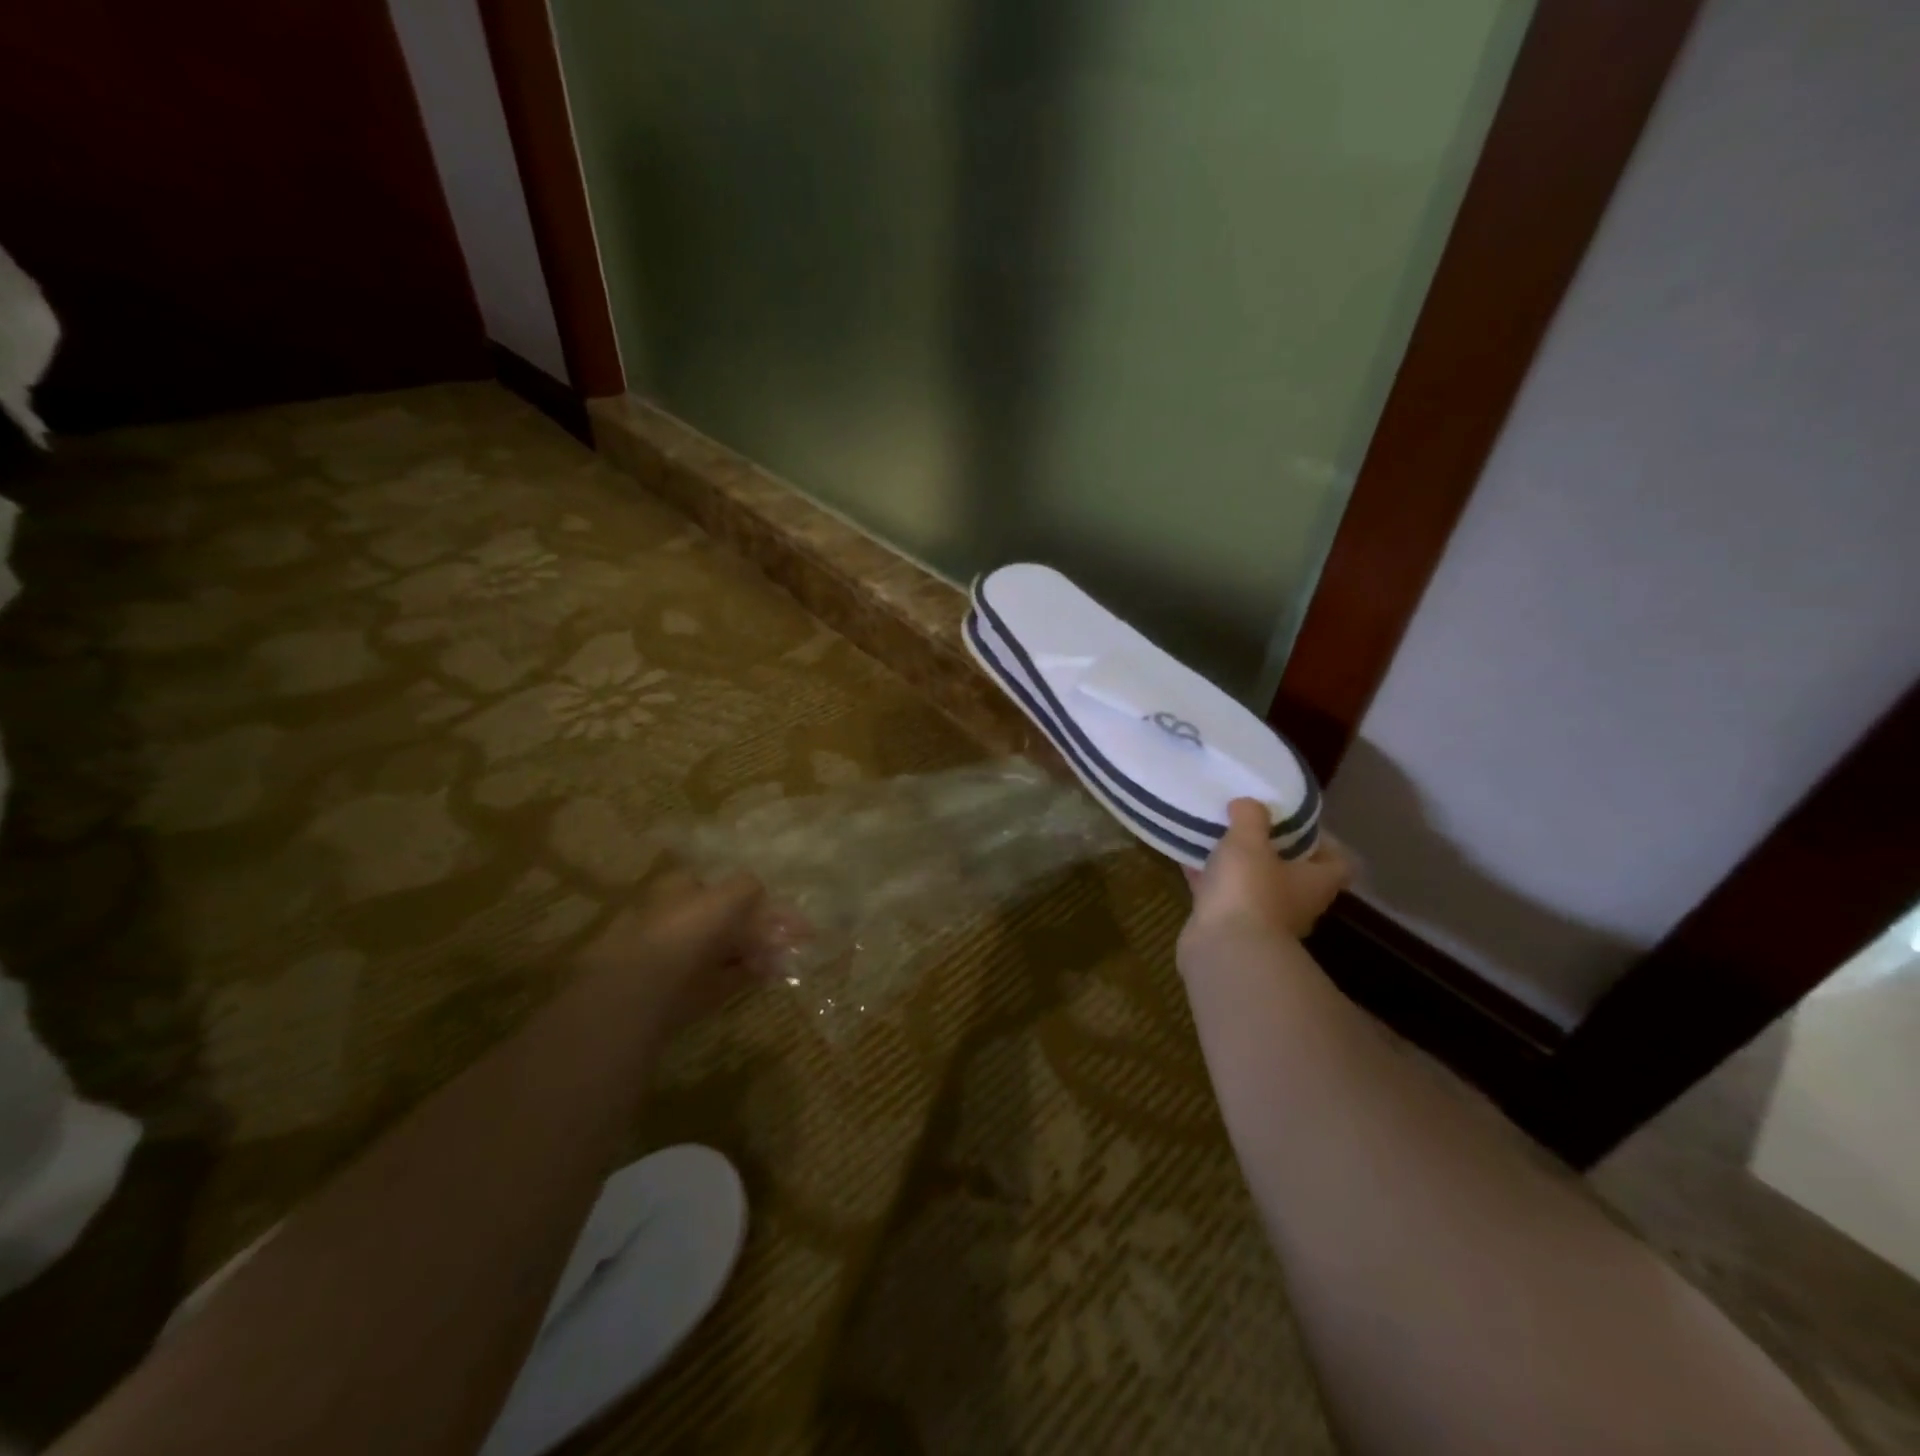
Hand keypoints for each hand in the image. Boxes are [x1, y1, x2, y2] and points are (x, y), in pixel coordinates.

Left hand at [577, 870, 806, 1032]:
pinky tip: (774, 972)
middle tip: (794, 934)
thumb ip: (747, 888)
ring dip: (760, 949)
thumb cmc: (686, 928)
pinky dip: (751, 973)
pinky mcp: (691, 990)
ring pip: (730, 948)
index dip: (751, 895)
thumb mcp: (726, 896)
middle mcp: (680, 919)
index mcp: (680, 890)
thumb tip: (759, 889)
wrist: (645, 990)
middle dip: (761, 925)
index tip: (779, 907)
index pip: (720, 886)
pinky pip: (729, 976)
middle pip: (727, 919)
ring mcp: (684, 957)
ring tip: (789, 954)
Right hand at [1178, 799, 1354, 972]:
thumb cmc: (1249, 890)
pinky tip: (1188, 857)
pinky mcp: (1228, 927)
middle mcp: (1294, 903)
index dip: (1324, 842)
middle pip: (1292, 873)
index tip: (1297, 822)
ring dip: (1238, 865)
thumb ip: (1251, 817)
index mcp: (1314, 883)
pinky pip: (1220, 895)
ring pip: (1253, 884)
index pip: (1338, 862)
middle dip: (1272, 849)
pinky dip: (1208, 878)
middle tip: (1250, 824)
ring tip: (1216, 836)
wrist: (1223, 949)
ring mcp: (1261, 919)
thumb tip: (1249, 804)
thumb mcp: (1249, 841)